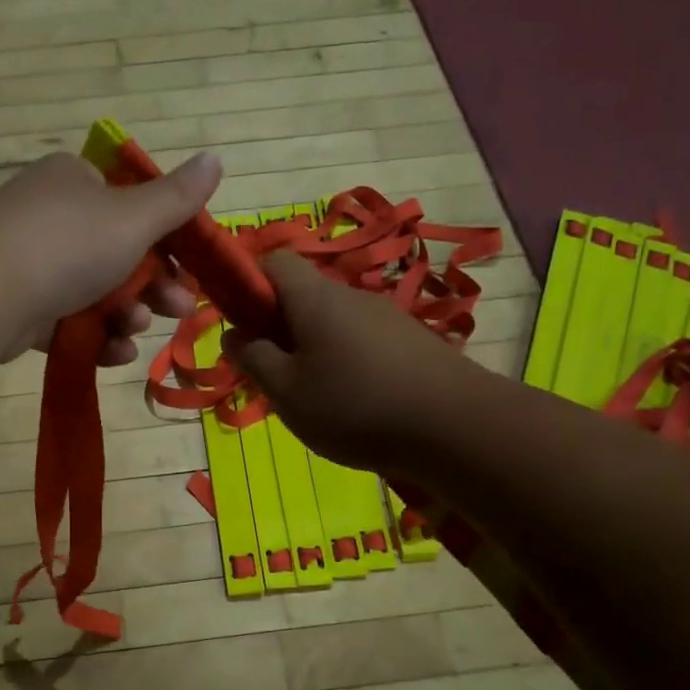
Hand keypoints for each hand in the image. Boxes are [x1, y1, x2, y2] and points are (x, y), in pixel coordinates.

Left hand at [0, 151, 220, 364]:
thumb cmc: (67, 243)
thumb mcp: (132, 218)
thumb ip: (176, 199)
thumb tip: (215, 159)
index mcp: (76, 182)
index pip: (130, 205)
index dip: (165, 239)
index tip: (189, 268)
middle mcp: (52, 216)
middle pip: (118, 254)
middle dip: (153, 286)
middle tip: (181, 310)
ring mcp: (32, 263)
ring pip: (95, 293)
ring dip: (126, 315)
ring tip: (135, 330)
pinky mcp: (19, 309)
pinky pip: (68, 322)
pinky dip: (94, 337)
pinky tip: (114, 353)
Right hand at [226, 252, 475, 472]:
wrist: (457, 428)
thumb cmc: (355, 406)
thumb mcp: (286, 392)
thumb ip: (253, 359)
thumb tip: (232, 333)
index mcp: (315, 298)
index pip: (274, 261)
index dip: (249, 285)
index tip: (242, 327)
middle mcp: (352, 296)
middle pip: (302, 296)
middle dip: (279, 329)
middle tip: (274, 376)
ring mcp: (386, 317)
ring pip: (332, 323)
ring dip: (312, 351)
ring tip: (315, 399)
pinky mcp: (411, 342)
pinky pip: (361, 342)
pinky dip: (345, 364)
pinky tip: (354, 405)